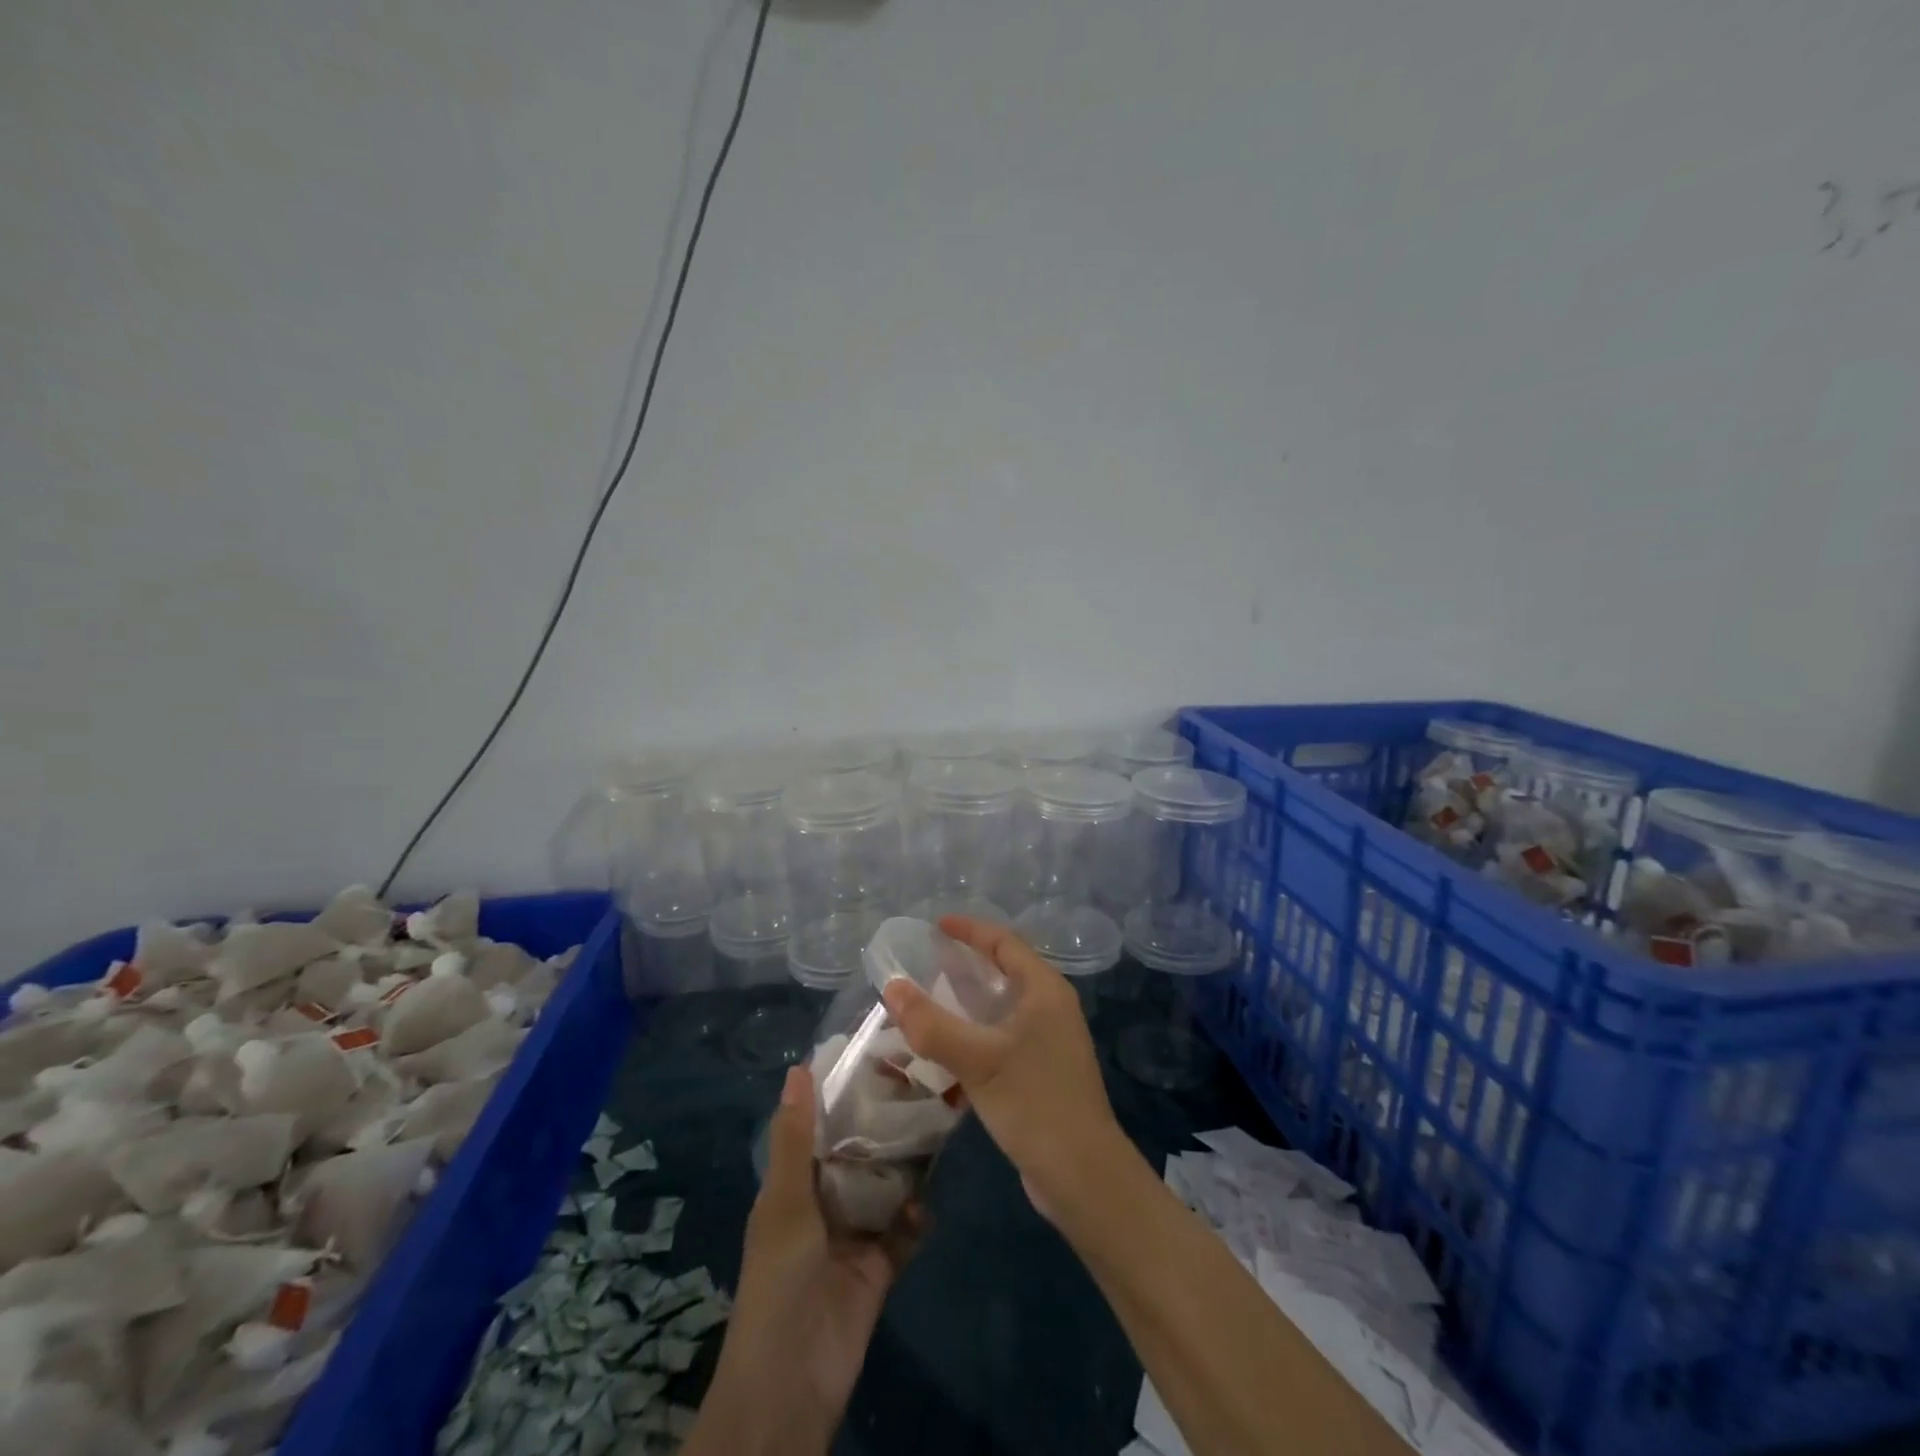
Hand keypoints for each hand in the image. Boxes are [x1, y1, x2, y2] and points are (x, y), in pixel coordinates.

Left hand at [686, 1064, 921, 1455]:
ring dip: (906, 1169)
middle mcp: (824, 1203)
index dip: (844, 1094)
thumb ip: (795, 1139)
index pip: (821, 1127)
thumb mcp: (784, 1203)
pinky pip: (902, 1233)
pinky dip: (916, 1220)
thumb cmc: (779, 1280)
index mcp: (794, 1185)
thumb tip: (798, 1067)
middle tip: (922, 1086)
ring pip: (885, 1188)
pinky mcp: (878, 1267)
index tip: (879, 1054)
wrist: (792, 1383)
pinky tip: (927, 1206)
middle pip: (858, 1154)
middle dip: (884, 1127)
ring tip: (938, 1129)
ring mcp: (853, 1236)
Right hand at [881, 916, 1125, 1220]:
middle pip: (1003, 972)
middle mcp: (1050, 1008)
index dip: (970, 931)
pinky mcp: (1040, 1072)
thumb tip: (892, 987)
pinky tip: (944, 1053)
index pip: (1004, 943)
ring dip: (965, 1005)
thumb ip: (932, 1024)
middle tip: (924, 963)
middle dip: (964, 966)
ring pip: (1000, 1009)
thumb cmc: (1034, 1103)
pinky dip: (972, 1037)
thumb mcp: (978, 1060)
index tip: (935, 926)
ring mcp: (1048, 1042)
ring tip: (926, 1003)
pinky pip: (1000, 1040)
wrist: (1082, 1176)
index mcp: (1044, 990)